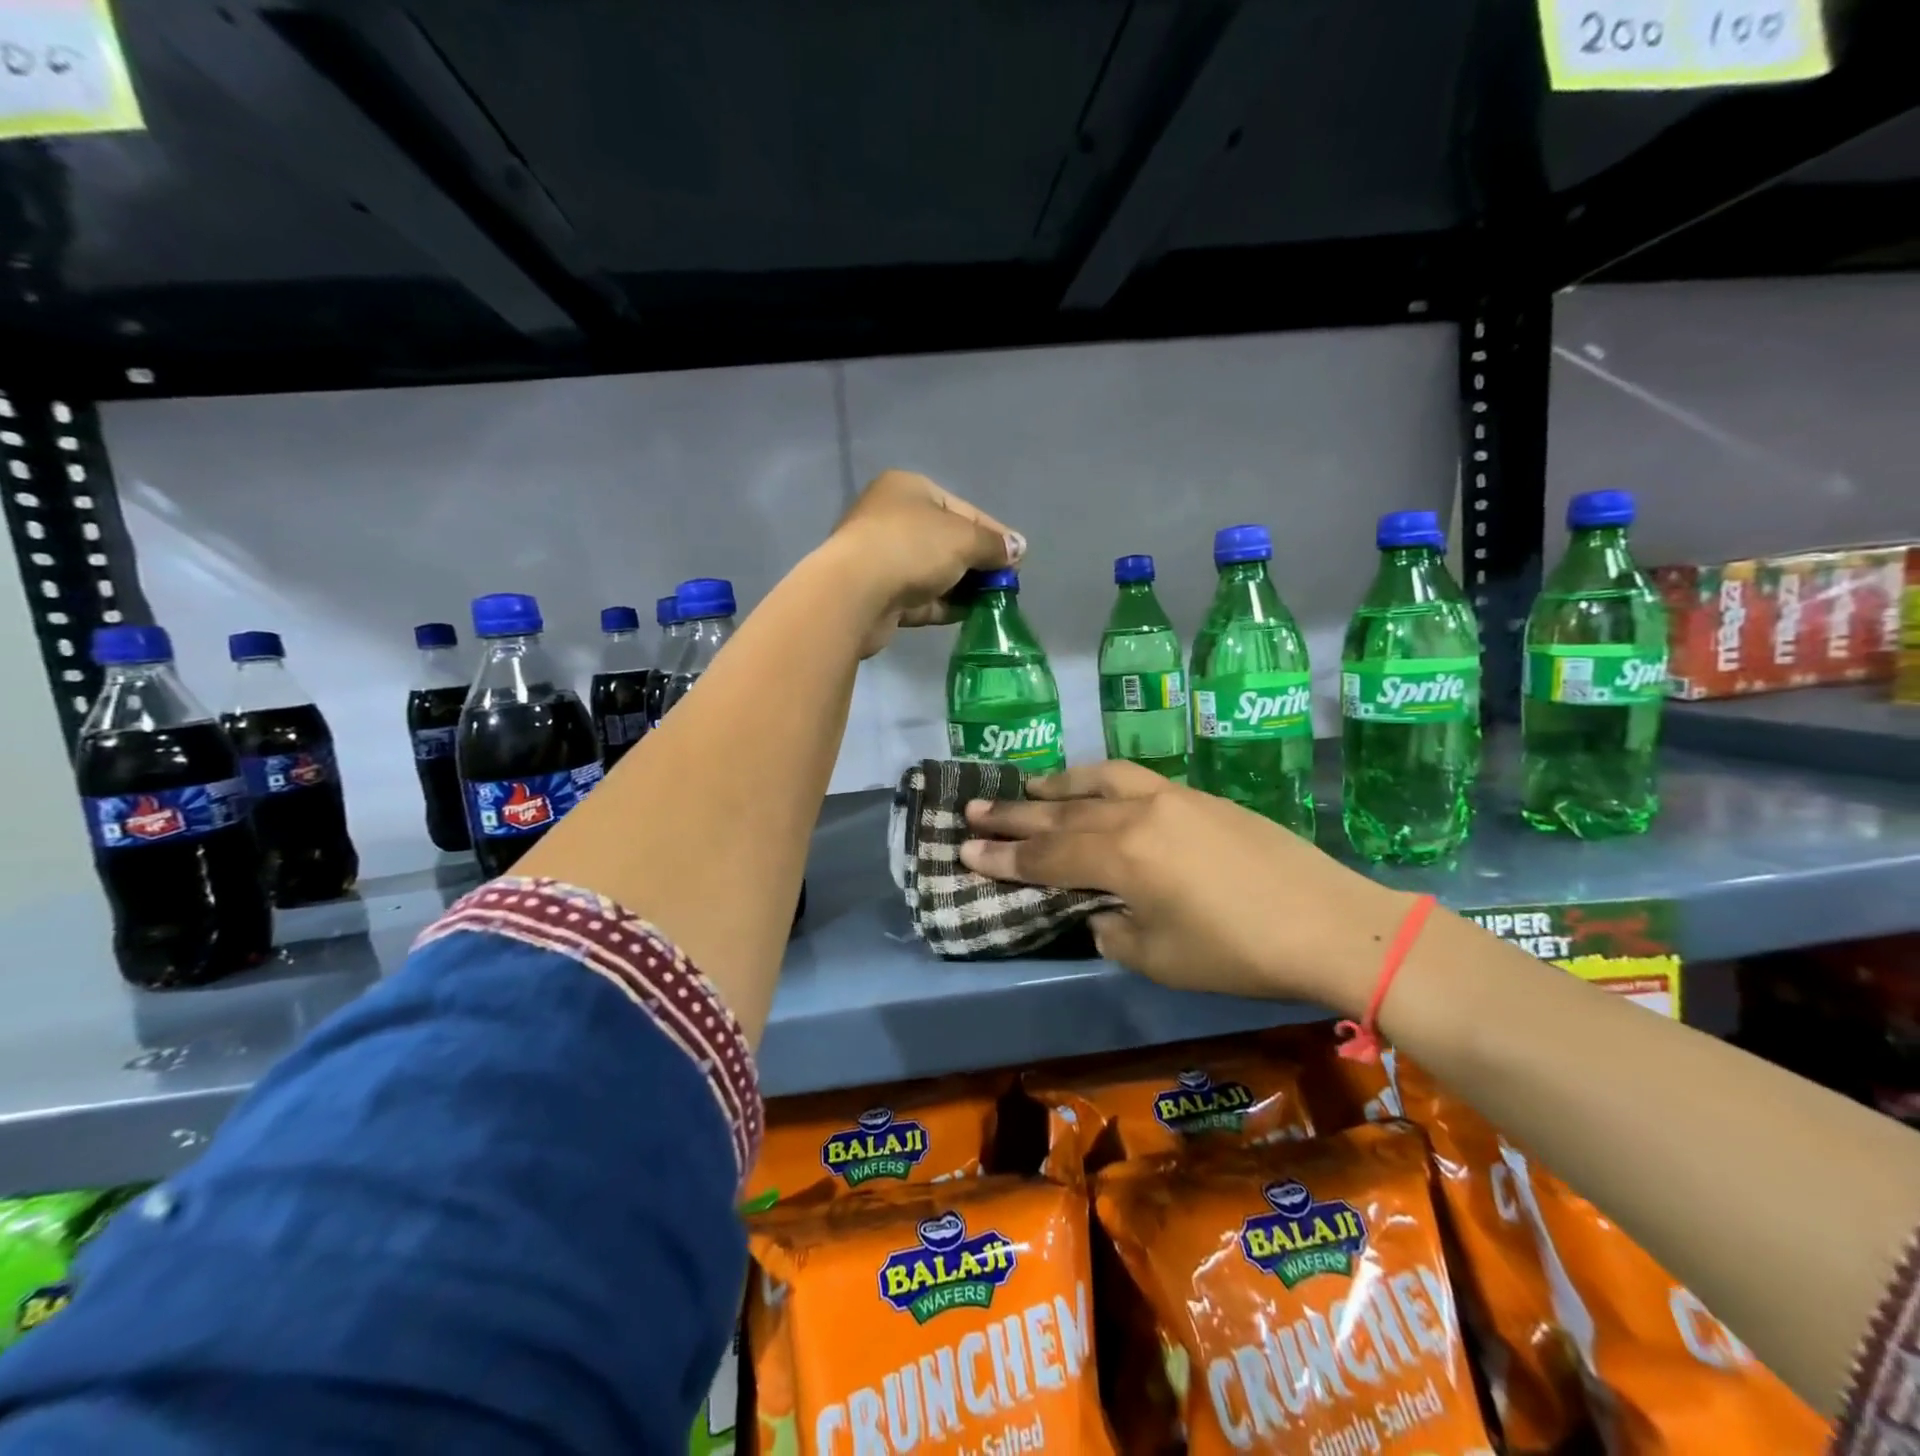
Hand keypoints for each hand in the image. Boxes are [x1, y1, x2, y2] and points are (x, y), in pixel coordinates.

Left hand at [822, 471, 1023, 656]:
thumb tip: (1018, 548)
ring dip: (963, 587)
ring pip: (934, 572)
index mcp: (909, 489)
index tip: (1017, 557)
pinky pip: (921, 597)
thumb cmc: (911, 548)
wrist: (855, 593)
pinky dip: (944, 605)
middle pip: (947, 541)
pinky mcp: (880, 594)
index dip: (993, 533)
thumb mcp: (963, 539)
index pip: (962, 509)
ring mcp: (883, 558)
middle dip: (978, 563)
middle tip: (1005, 584)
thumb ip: (993, 544)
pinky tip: (969, 616)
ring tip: (993, 603)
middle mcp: (892, 518)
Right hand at [958, 761, 1412, 1014]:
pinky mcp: (1199, 796)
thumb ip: (1114, 932)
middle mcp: (1137, 814)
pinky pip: (1133, 779)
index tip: (963, 851)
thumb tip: (1100, 913)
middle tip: (972, 809)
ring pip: (1098, 781)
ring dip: (1056, 785)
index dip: (1002, 857)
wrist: (1330, 921)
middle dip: (1013, 814)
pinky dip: (1099, 782)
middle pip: (1062, 811)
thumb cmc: (1239, 952)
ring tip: (1028, 787)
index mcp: (1122, 856)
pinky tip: (1095, 788)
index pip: (1046, 855)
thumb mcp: (1161, 959)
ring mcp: (1171, 797)